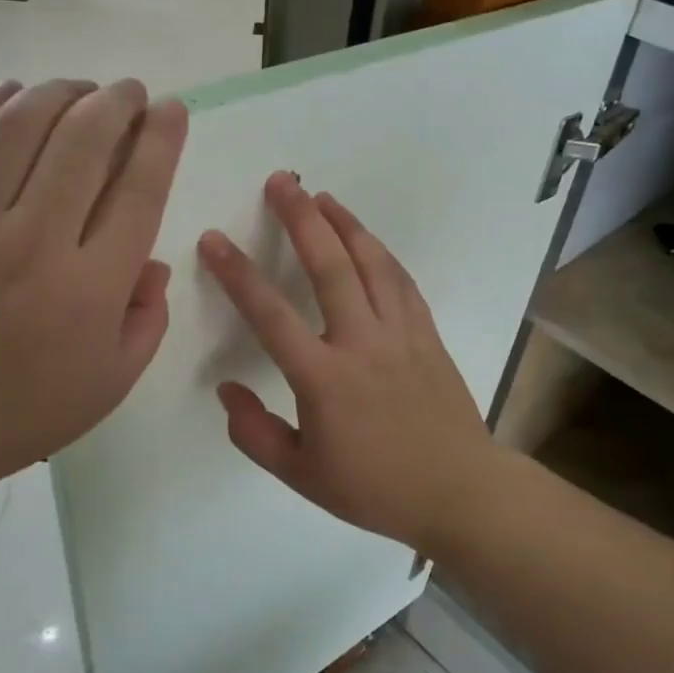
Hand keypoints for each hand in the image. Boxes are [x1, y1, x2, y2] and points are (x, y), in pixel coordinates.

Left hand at [0, 78, 187, 522]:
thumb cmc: (24, 410)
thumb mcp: (112, 381)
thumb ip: (147, 318)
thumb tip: (151, 260)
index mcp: (92, 286)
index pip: (139, 189)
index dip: (161, 139)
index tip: (171, 109)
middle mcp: (36, 240)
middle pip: (83, 141)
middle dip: (116, 102)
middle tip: (128, 92)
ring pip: (19, 126)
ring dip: (58, 93)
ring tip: (78, 89)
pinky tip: (8, 94)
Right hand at [197, 172, 502, 551]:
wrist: (458, 491)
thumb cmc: (375, 488)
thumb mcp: (301, 475)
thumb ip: (255, 433)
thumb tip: (227, 389)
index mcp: (324, 378)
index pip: (270, 315)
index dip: (237, 274)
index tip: (214, 240)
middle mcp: (362, 343)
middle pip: (329, 265)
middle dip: (301, 218)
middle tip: (282, 181)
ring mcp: (401, 334)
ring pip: (371, 263)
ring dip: (345, 223)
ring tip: (323, 196)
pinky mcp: (428, 335)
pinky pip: (402, 282)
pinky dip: (381, 254)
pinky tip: (368, 241)